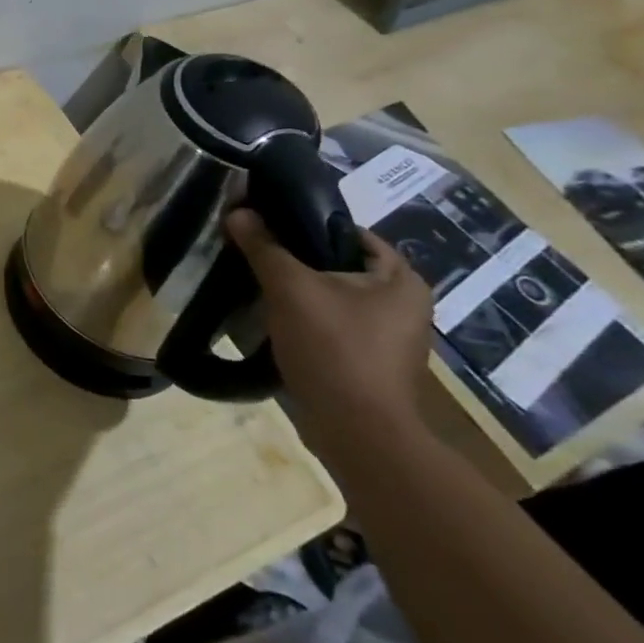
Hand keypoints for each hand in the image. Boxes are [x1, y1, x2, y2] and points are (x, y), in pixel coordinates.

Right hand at [225, 208, 434, 455]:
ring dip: (299, 291)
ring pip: (334, 297)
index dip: (306, 223)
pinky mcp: (370, 363)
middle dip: (297, 259)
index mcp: (402, 280)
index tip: (266, 224)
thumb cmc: (334, 348)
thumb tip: (238, 211)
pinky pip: (333, 325)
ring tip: (258, 284)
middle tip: (256, 253)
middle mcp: (404, 305)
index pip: (351, 233)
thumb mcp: (291, 289)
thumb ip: (264, 247)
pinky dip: (306, 319)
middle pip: (339, 265)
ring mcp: (389, 338)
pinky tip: (275, 321)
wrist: (356, 432)